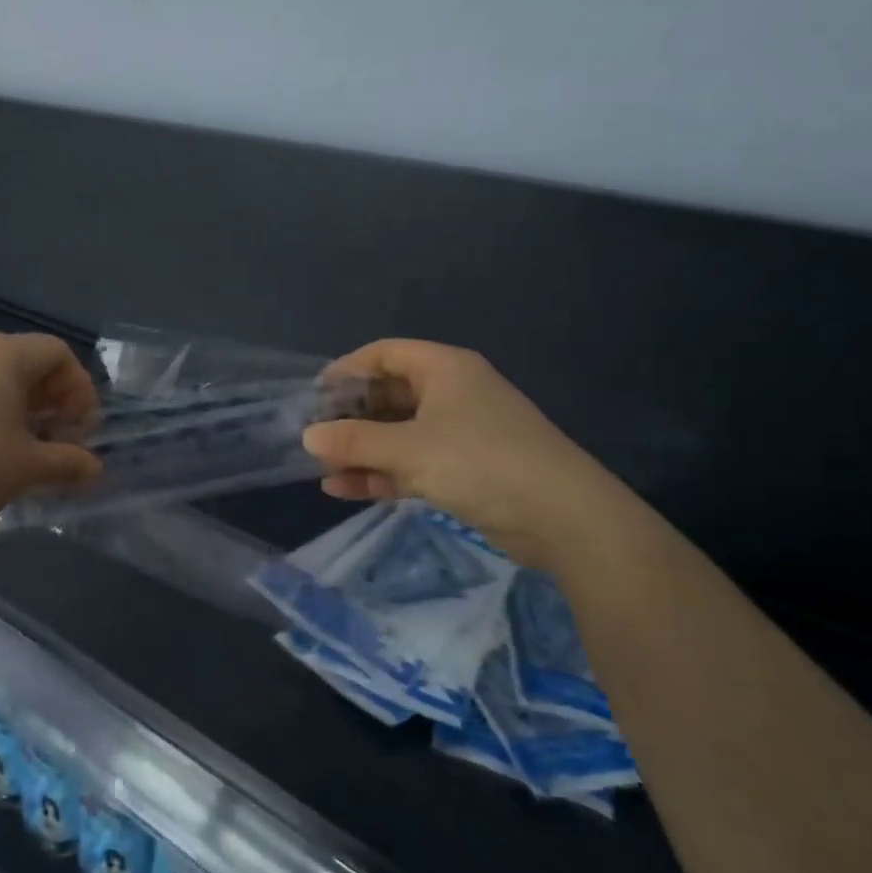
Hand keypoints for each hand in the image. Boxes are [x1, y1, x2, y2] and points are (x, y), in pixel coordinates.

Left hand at [0, 333, 102, 526]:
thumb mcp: (25, 468)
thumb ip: (67, 464)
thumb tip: (95, 468)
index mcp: (6, 355)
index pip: (60, 354)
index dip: (81, 390)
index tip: (83, 430)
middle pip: (31, 366)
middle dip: (55, 404)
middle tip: (61, 444)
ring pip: (0, 383)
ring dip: (25, 415)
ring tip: (27, 454)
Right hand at [302, 340, 618, 566]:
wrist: (563, 518)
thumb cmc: (480, 462)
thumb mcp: (409, 449)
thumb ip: (355, 441)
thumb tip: (308, 436)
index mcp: (444, 369)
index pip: (384, 354)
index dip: (347, 369)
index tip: (315, 394)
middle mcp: (451, 393)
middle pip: (388, 395)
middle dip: (350, 417)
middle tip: (314, 436)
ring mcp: (459, 433)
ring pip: (397, 434)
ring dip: (361, 450)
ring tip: (321, 468)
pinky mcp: (464, 469)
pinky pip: (411, 463)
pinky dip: (381, 473)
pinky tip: (343, 489)